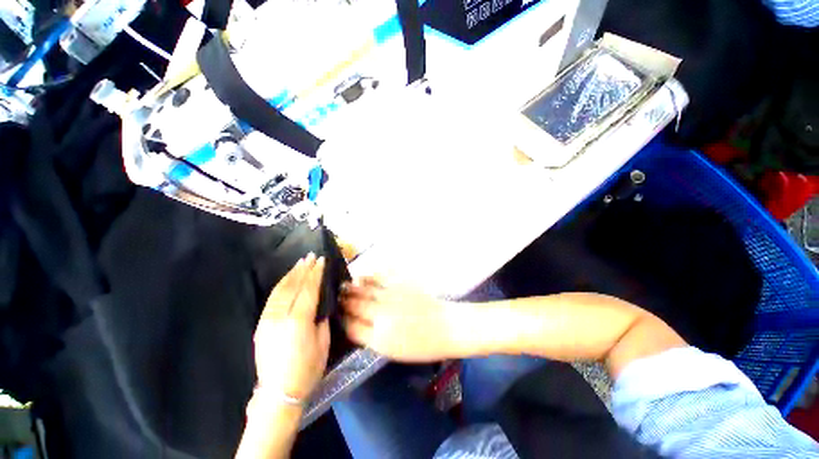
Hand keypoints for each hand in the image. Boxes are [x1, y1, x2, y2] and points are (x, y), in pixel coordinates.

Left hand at [253, 254, 329, 400]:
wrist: (278, 393)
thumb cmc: (307, 369)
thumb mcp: (323, 342)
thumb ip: (321, 320)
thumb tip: (320, 306)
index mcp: (299, 320)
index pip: (308, 289)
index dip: (315, 273)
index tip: (321, 260)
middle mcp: (280, 316)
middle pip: (293, 286)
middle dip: (303, 269)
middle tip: (311, 256)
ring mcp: (267, 320)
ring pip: (280, 290)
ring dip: (291, 275)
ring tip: (300, 263)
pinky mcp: (261, 325)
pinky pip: (272, 299)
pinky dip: (281, 286)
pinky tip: (287, 280)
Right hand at [340, 278, 463, 361]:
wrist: (445, 326)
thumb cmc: (421, 345)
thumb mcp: (393, 351)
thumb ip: (370, 338)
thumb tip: (354, 326)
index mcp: (379, 336)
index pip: (351, 326)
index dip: (341, 319)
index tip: (335, 314)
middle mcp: (382, 313)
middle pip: (356, 304)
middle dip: (343, 300)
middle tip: (335, 296)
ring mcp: (391, 296)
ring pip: (365, 289)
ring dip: (353, 286)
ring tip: (343, 284)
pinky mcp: (401, 284)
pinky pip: (381, 277)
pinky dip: (370, 276)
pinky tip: (363, 275)